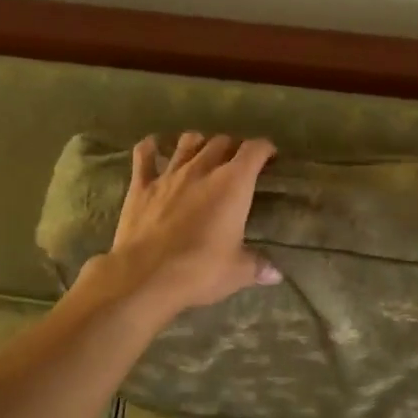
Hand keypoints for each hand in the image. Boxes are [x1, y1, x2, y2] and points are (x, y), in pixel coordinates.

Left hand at [100, 132, 281, 315]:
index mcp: (233, 184)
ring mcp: (169, 174)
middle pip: (221, 142)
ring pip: (187, 142)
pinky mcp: (141, 185)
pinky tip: (154, 147)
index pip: (254, 150)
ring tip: (203, 153)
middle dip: (233, 146)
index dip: (265, 148)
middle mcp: (202, 169)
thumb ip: (258, 266)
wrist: (144, 276)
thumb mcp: (237, 272)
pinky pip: (144, 155)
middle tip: (238, 161)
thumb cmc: (199, 270)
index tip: (270, 156)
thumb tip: (276, 274)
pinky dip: (151, 147)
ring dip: (199, 143)